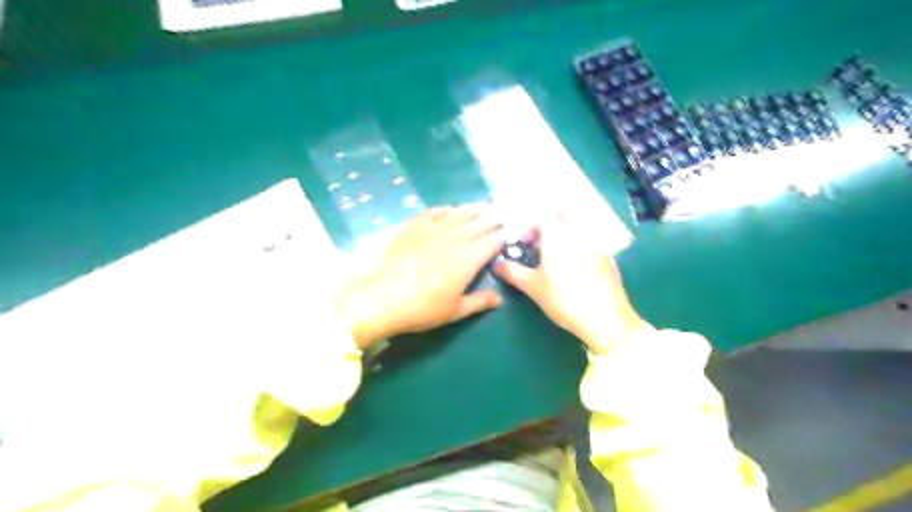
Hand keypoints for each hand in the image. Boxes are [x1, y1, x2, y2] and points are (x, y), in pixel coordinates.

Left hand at [335, 202, 505, 346]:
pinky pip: (435, 212)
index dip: (503, 236)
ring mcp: (433, 229)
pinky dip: (447, 209)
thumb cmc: (422, 308)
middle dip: (493, 218)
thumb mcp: (455, 311)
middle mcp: (455, 238)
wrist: (381, 296)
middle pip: (479, 223)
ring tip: (484, 206)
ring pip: (460, 213)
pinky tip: (450, 209)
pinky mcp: (414, 226)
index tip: (510, 232)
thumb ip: (480, 301)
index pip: (492, 241)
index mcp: (469, 259)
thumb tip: (500, 299)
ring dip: (474, 209)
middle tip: (501, 215)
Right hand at [495, 214, 643, 352]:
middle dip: (547, 226)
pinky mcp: (608, 257)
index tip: (523, 242)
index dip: (529, 224)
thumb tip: (497, 265)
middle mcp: (578, 232)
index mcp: (558, 234)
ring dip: (563, 236)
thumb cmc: (563, 298)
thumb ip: (512, 271)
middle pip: (561, 216)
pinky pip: (589, 242)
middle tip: (537, 247)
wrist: (605, 318)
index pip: (541, 214)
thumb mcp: (532, 286)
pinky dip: (577, 247)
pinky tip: (574, 270)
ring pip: (576, 229)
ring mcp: (596, 243)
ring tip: (553, 259)